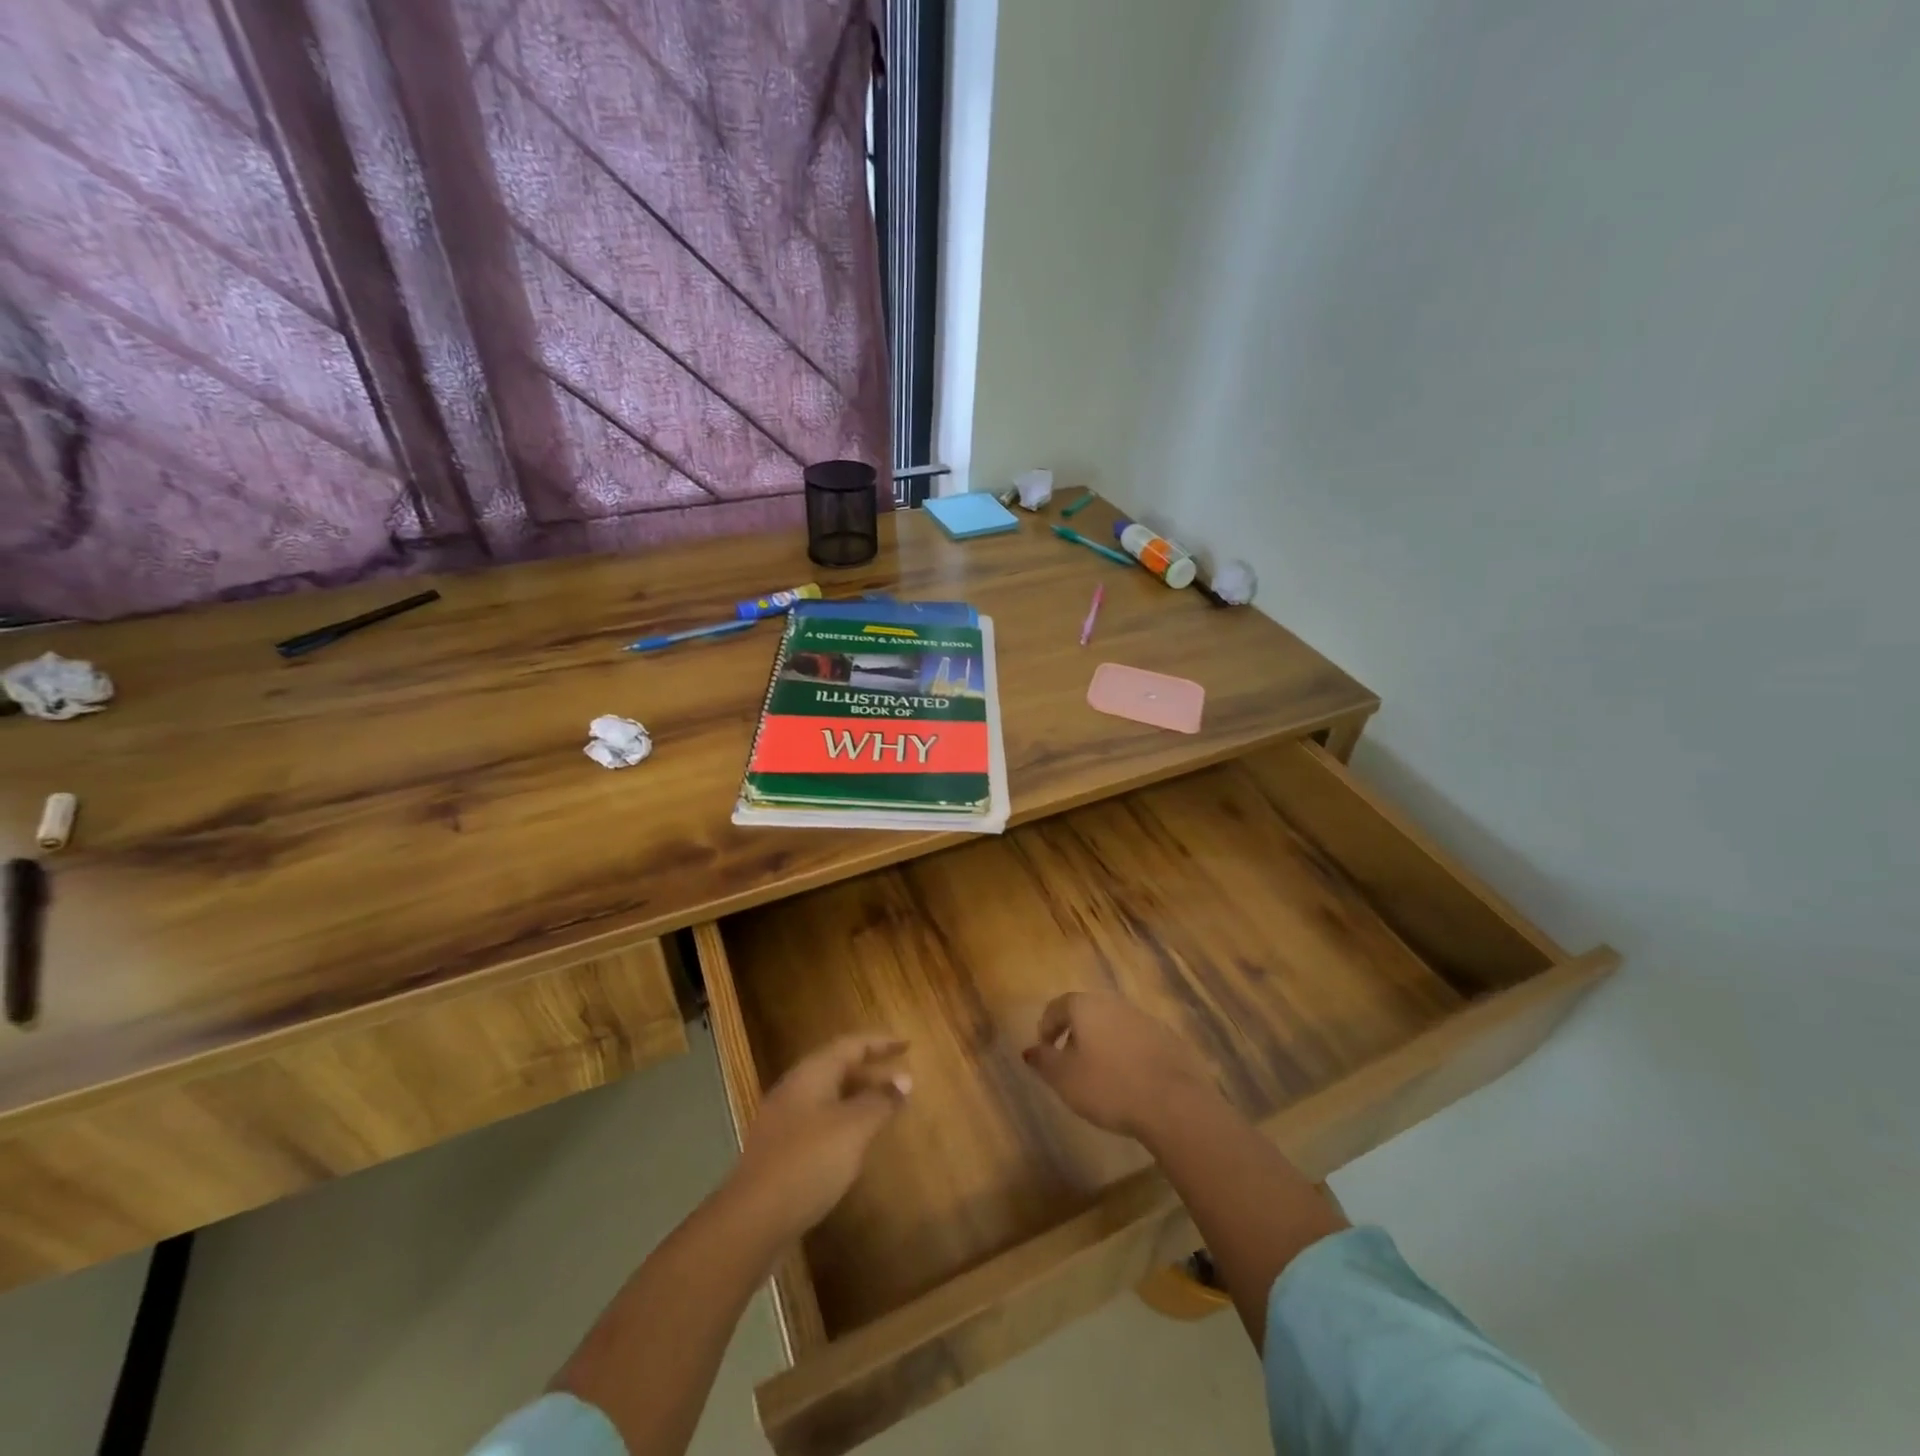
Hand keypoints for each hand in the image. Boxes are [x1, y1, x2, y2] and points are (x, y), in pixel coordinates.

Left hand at [731, 1036, 909, 1241]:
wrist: (751, 1220)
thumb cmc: (808, 1162)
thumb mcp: (853, 1128)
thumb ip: (880, 1101)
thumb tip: (905, 1079)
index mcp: (811, 1074)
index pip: (850, 1045)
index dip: (880, 1043)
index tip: (907, 1045)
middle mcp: (795, 1088)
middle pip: (837, 1067)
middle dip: (871, 1070)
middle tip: (902, 1078)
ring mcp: (784, 1120)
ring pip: (828, 1095)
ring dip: (858, 1096)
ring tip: (885, 1107)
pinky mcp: (781, 1150)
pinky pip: (820, 1120)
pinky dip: (844, 1120)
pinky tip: (855, 1142)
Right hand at [1022, 992, 1220, 1141]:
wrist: (1173, 1102)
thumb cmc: (1108, 1086)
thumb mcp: (1064, 1079)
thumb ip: (1043, 1060)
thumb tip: (1030, 1049)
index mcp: (1085, 1005)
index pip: (1056, 1007)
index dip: (1045, 1028)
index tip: (1044, 1053)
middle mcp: (1114, 1002)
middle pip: (1086, 1012)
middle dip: (1074, 1034)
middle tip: (1070, 1063)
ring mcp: (1144, 1017)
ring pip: (1113, 1024)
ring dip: (1101, 1043)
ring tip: (1100, 1074)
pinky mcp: (1167, 1037)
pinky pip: (1136, 1039)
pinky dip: (1126, 1053)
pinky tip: (1129, 1079)